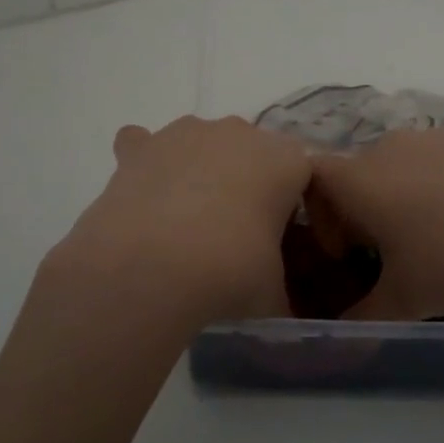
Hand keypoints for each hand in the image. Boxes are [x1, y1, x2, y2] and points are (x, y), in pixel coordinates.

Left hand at [42, 116, 312, 336]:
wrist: (149, 269)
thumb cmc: (229, 272)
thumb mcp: (273, 293)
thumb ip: (282, 291)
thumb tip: (279, 309)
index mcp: (285, 160)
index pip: (303, 172)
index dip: (295, 206)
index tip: (284, 242)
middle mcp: (239, 133)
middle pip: (252, 153)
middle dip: (247, 183)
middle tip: (237, 233)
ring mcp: (186, 133)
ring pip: (201, 143)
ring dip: (199, 169)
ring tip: (188, 220)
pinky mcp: (140, 146)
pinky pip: (145, 144)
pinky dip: (147, 164)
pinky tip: (145, 195)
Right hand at [307, 127, 443, 320]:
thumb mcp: (405, 302)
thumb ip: (360, 316)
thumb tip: (340, 332)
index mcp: (363, 179)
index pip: (314, 179)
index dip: (322, 216)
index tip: (351, 253)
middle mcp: (393, 145)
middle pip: (361, 172)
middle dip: (366, 209)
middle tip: (397, 252)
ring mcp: (440, 133)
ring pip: (407, 162)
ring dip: (409, 193)